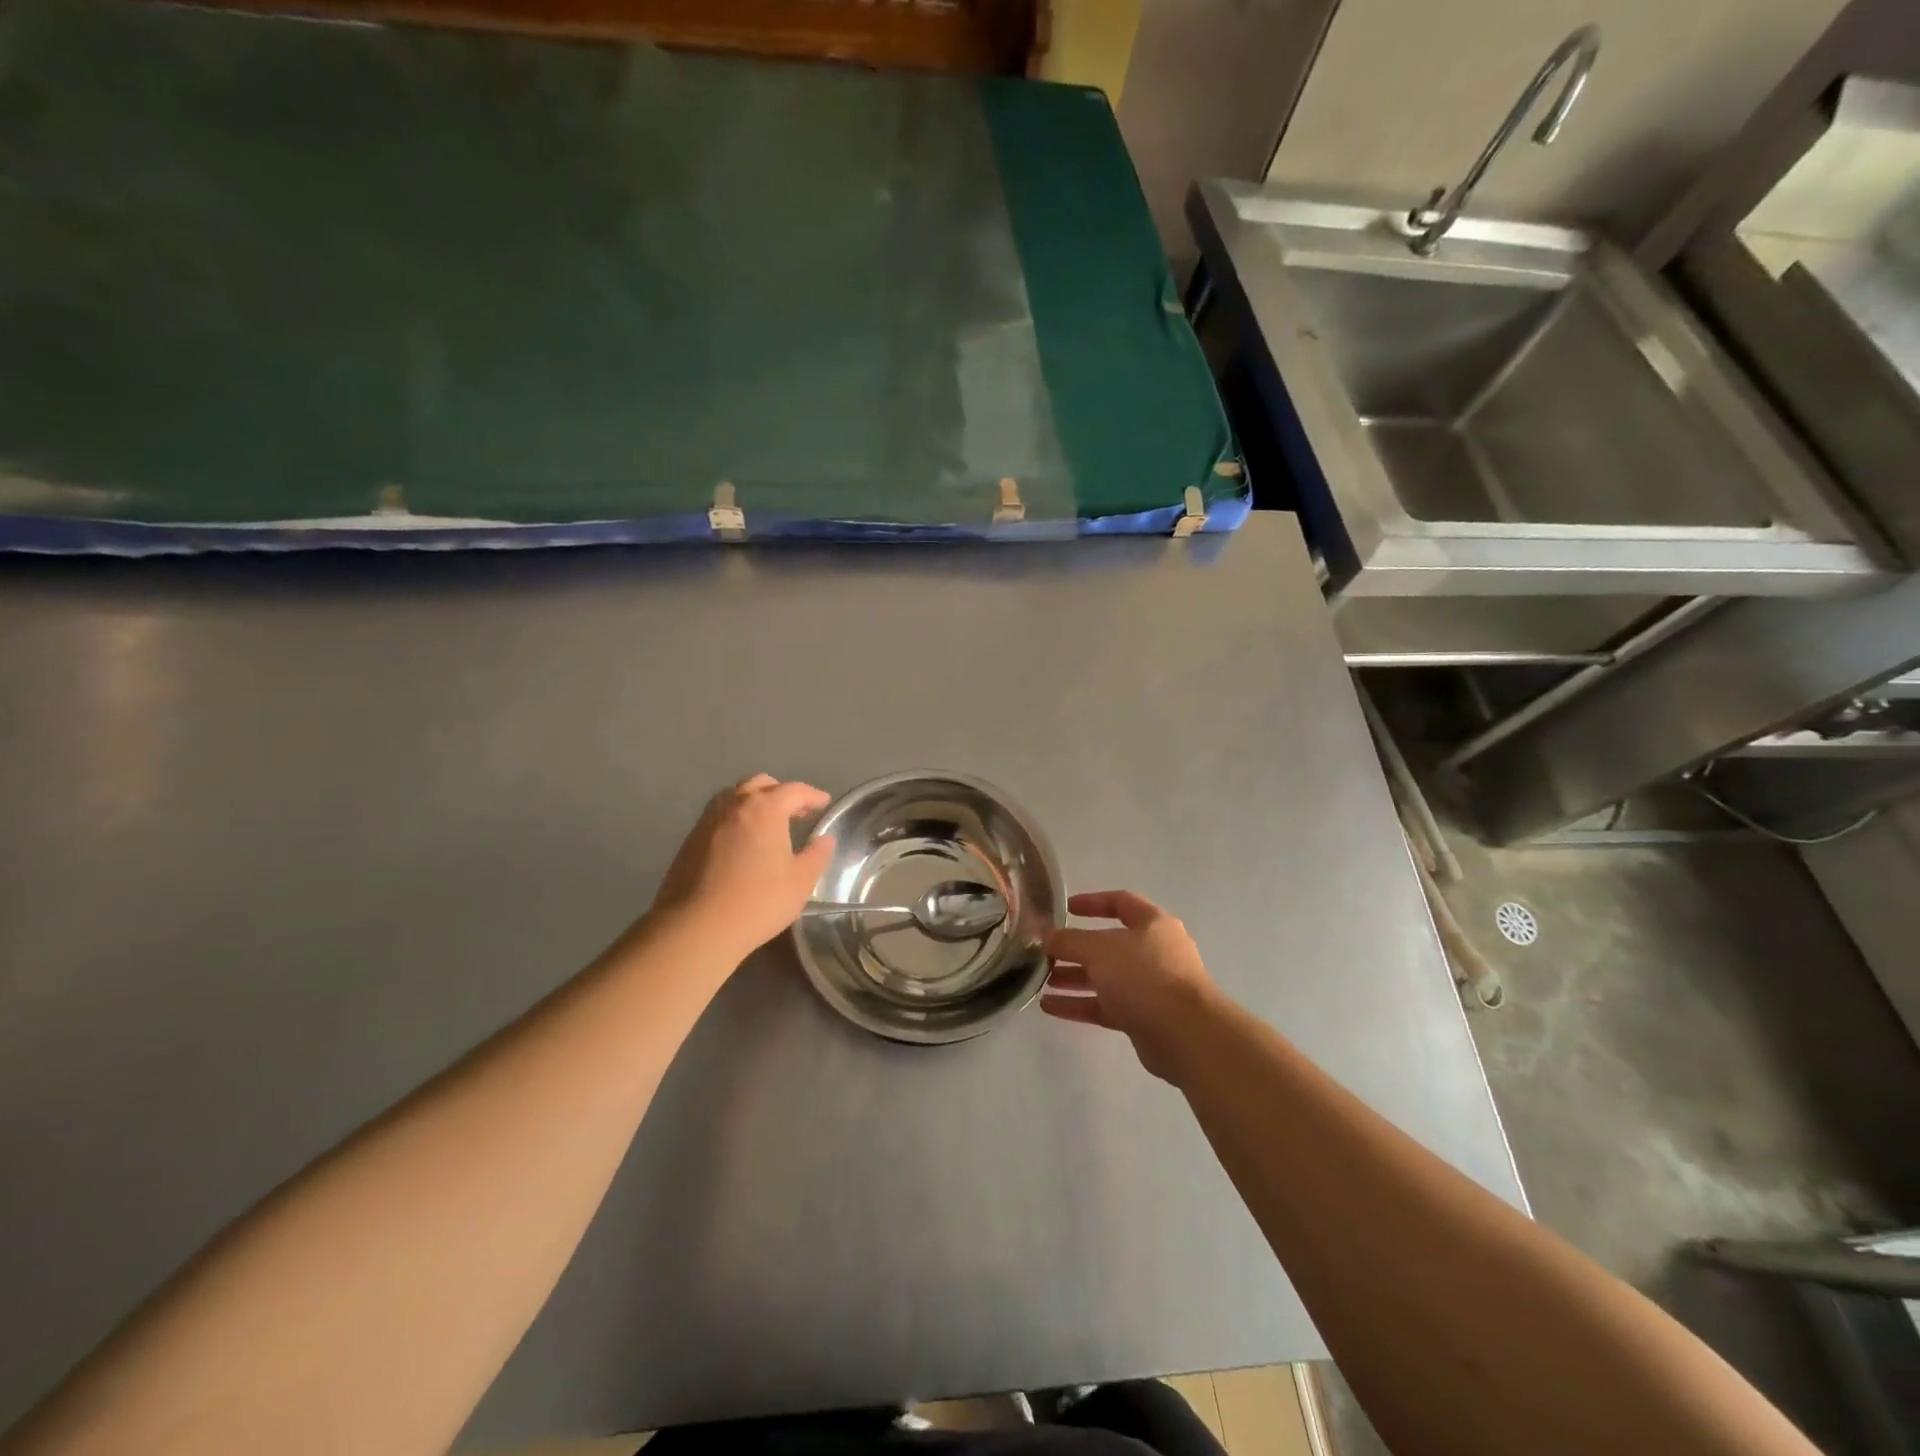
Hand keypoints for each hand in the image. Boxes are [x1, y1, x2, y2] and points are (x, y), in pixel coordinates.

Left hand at [650, 774, 835, 958]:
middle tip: (796, 812)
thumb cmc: (758, 901)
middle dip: (781, 792)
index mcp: (765, 808)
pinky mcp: (690, 840)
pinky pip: (719, 816)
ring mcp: (708, 821)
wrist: (696, 927)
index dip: (812, 795)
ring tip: (768, 824)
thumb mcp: (800, 882)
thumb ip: (817, 855)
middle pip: (760, 784)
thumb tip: (824, 839)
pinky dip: (736, 819)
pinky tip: (742, 842)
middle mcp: (734, 805)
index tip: (824, 803)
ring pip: (734, 797)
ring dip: (755, 802)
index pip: (794, 790)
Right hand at [1042, 890, 1219, 1081]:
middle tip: (1045, 953)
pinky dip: (1079, 1005)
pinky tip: (1049, 1007)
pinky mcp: (1143, 1018)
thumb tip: (1047, 937)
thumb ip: (1069, 940)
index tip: (1064, 909)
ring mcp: (1150, 987)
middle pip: (1108, 945)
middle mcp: (1154, 952)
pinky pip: (1105, 1006)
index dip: (1092, 903)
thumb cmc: (1144, 976)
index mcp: (1152, 924)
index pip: (1120, 902)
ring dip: (1073, 978)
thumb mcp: (1099, 949)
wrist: (1186, 1034)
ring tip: (1041, 982)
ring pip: (1105, 978)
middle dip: (1075, 949)